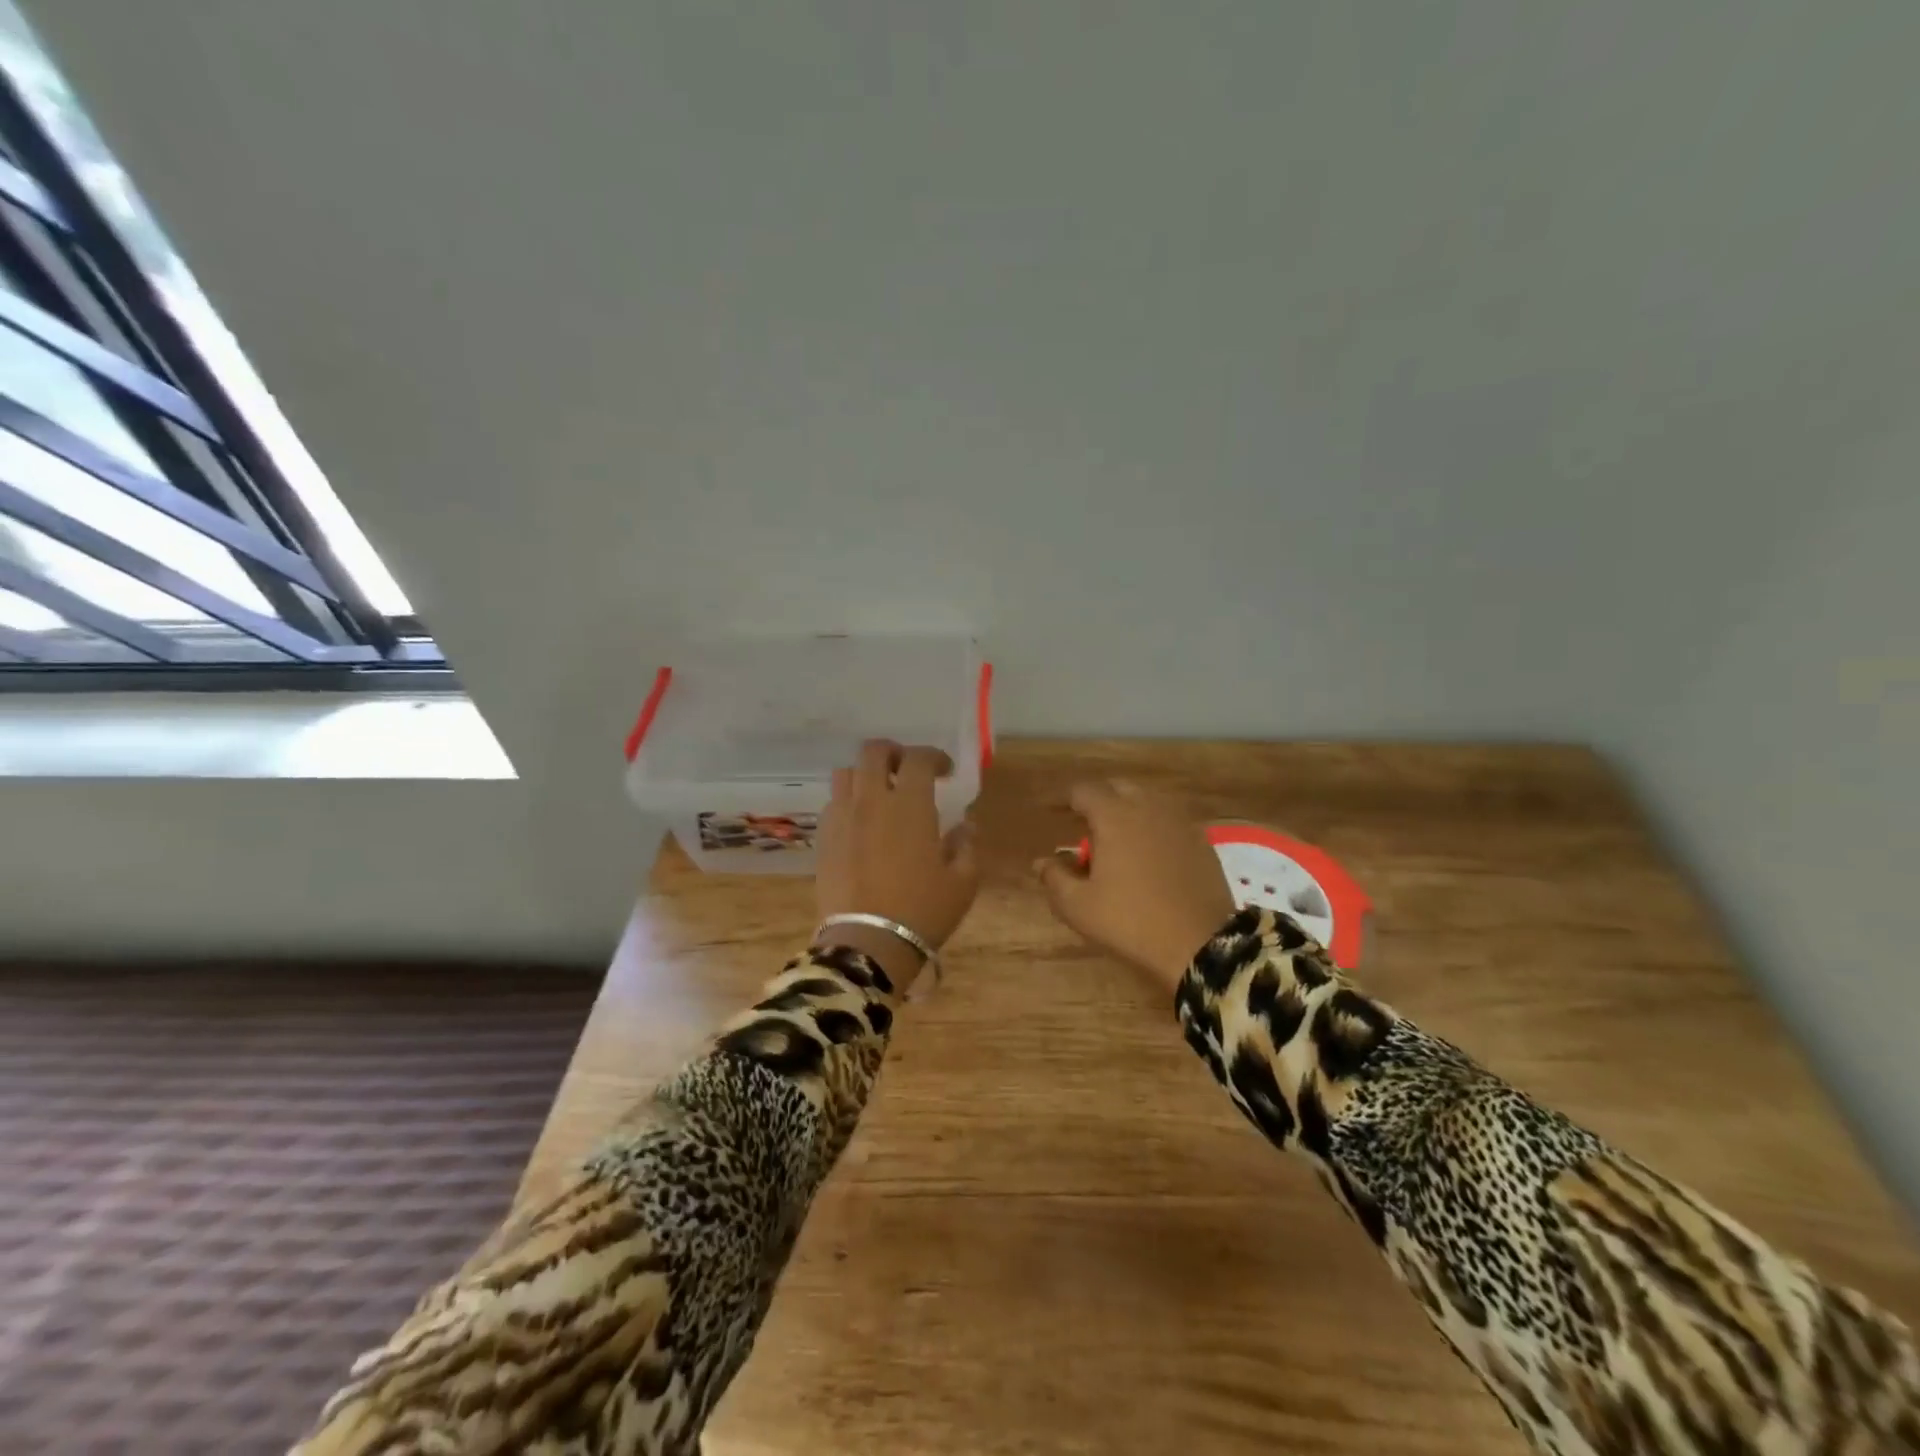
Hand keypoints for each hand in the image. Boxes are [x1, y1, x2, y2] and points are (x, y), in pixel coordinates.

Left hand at [814, 739, 980, 994]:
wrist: (868, 943)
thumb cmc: (922, 910)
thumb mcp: (962, 882)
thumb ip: (966, 846)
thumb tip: (965, 826)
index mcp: (909, 805)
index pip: (918, 759)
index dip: (934, 757)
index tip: (945, 772)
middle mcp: (872, 800)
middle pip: (873, 752)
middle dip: (893, 753)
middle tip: (906, 770)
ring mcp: (842, 817)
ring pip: (846, 773)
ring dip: (865, 774)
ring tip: (879, 793)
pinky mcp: (824, 838)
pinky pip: (833, 803)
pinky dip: (848, 801)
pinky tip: (860, 823)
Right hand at [1035, 780, 1236, 992]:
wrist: (1201, 944)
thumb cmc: (1130, 921)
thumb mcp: (1079, 906)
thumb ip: (1055, 878)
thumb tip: (1042, 862)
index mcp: (1114, 816)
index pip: (1084, 791)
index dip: (1065, 800)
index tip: (1054, 814)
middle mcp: (1148, 808)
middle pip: (1118, 788)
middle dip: (1099, 800)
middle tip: (1085, 825)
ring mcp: (1180, 822)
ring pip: (1148, 801)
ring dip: (1128, 810)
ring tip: (1117, 838)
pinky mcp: (1201, 841)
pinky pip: (1170, 820)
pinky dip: (1153, 826)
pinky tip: (1148, 853)